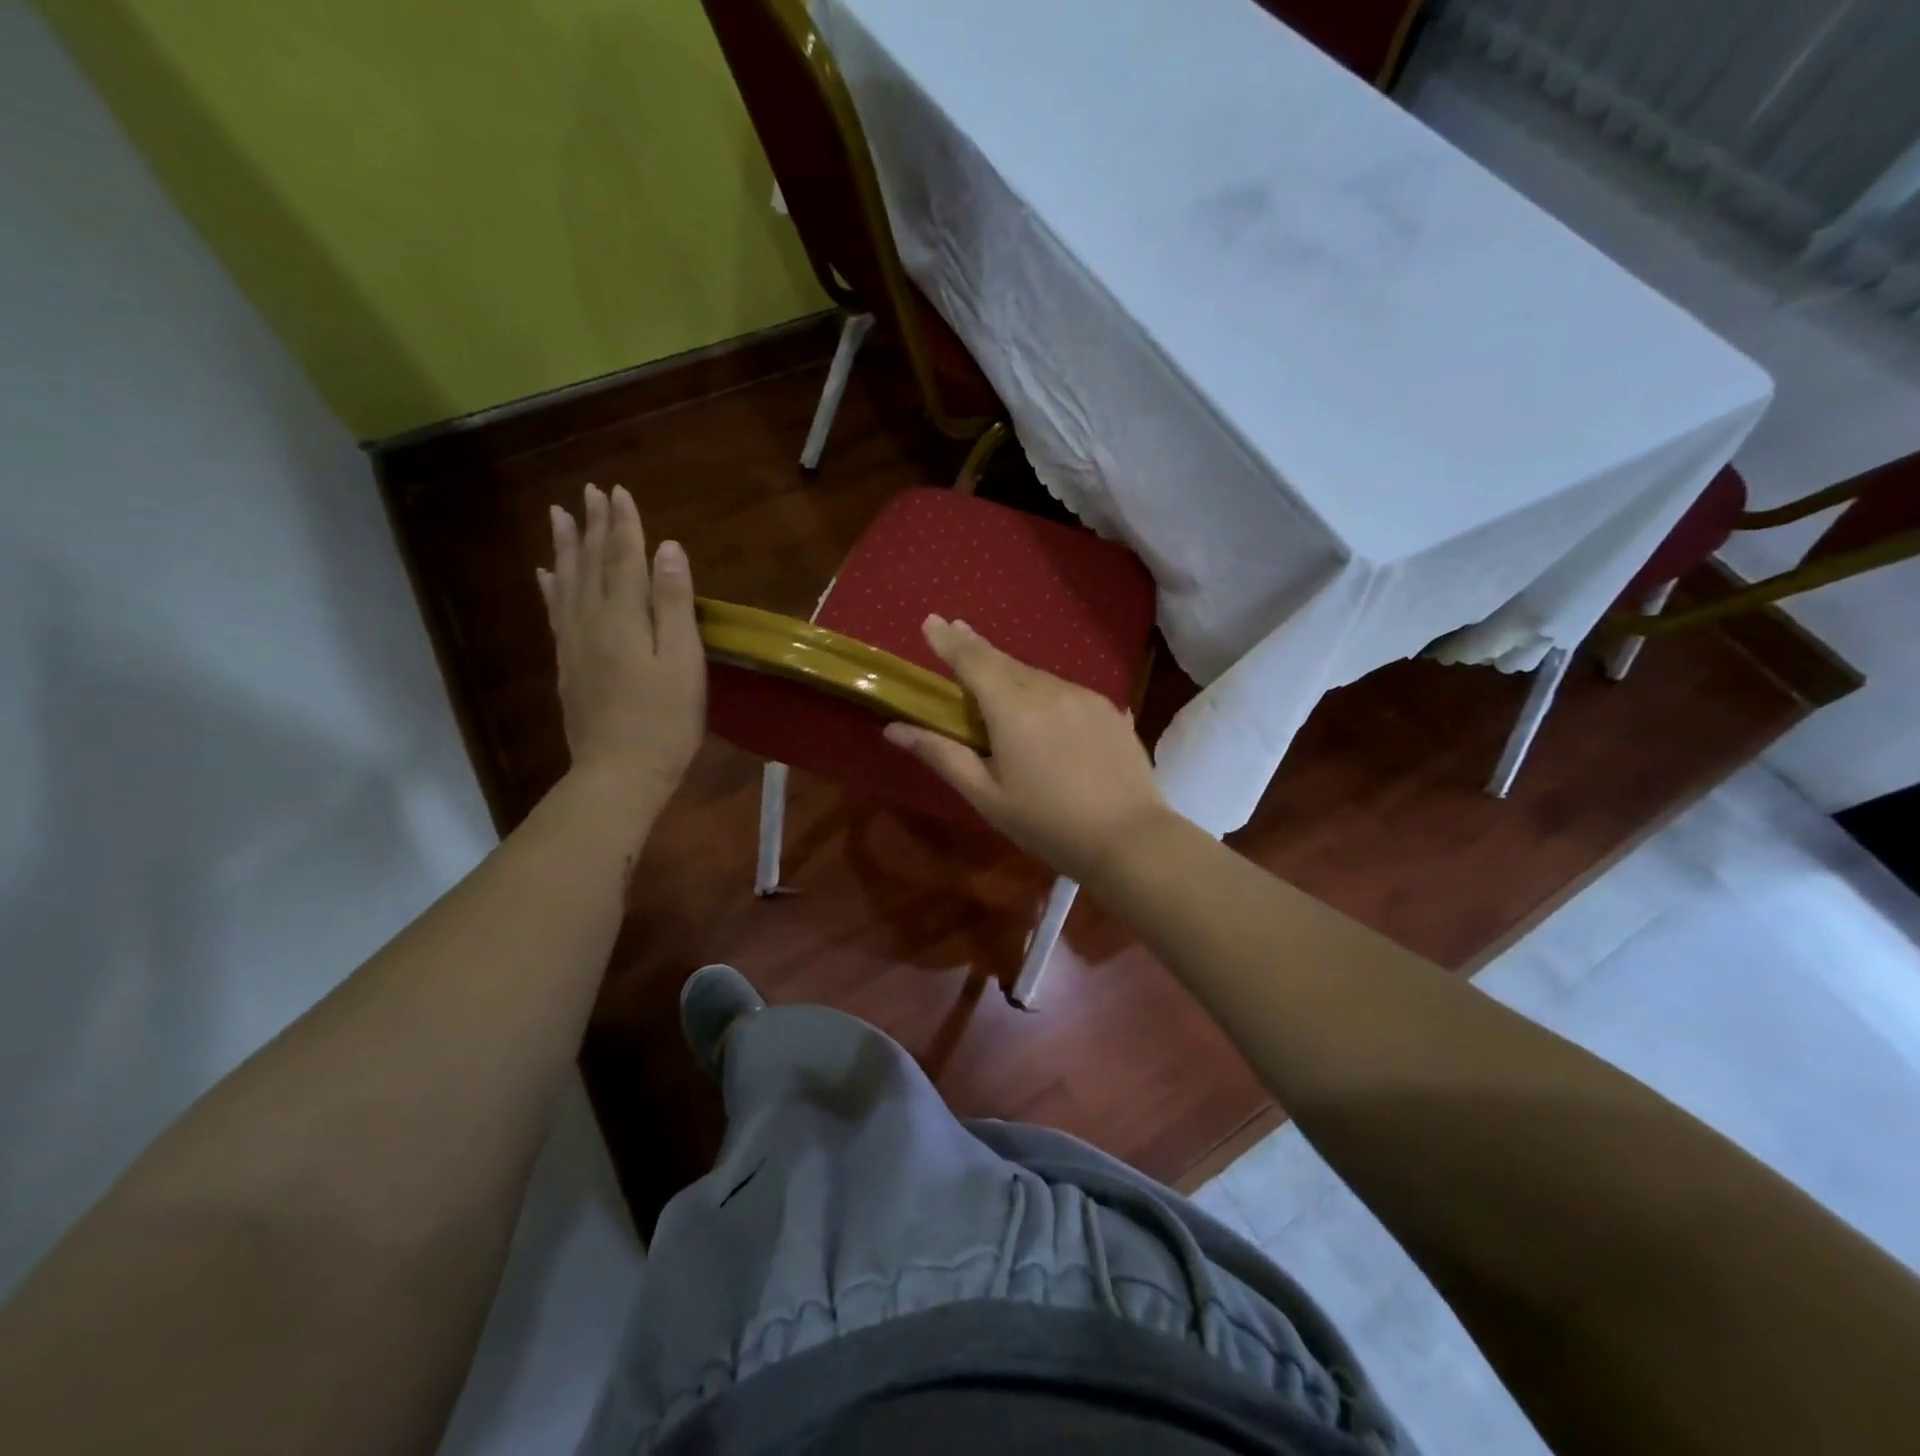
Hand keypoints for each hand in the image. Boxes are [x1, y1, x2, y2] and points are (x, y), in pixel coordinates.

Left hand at [538, 484, 704, 813]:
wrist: (618, 774)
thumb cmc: (664, 721)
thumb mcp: (683, 661)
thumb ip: (674, 603)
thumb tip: (668, 550)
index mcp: (624, 617)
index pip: (624, 558)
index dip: (624, 525)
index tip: (619, 491)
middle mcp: (591, 620)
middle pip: (592, 564)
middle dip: (594, 526)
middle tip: (590, 492)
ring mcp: (574, 643)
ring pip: (566, 582)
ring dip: (566, 547)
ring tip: (559, 517)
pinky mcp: (568, 665)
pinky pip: (555, 613)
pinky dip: (550, 588)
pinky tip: (545, 575)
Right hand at [883, 617, 1173, 881]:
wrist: (1129, 839)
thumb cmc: (1048, 823)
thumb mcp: (987, 795)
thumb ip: (942, 755)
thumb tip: (894, 729)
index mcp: (1013, 708)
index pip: (973, 660)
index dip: (948, 640)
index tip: (930, 621)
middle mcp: (1049, 690)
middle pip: (1005, 661)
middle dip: (977, 648)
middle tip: (956, 633)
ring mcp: (1085, 697)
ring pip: (1038, 676)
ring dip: (1013, 675)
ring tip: (998, 687)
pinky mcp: (1110, 710)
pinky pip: (1065, 692)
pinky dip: (1045, 693)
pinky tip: (1045, 712)